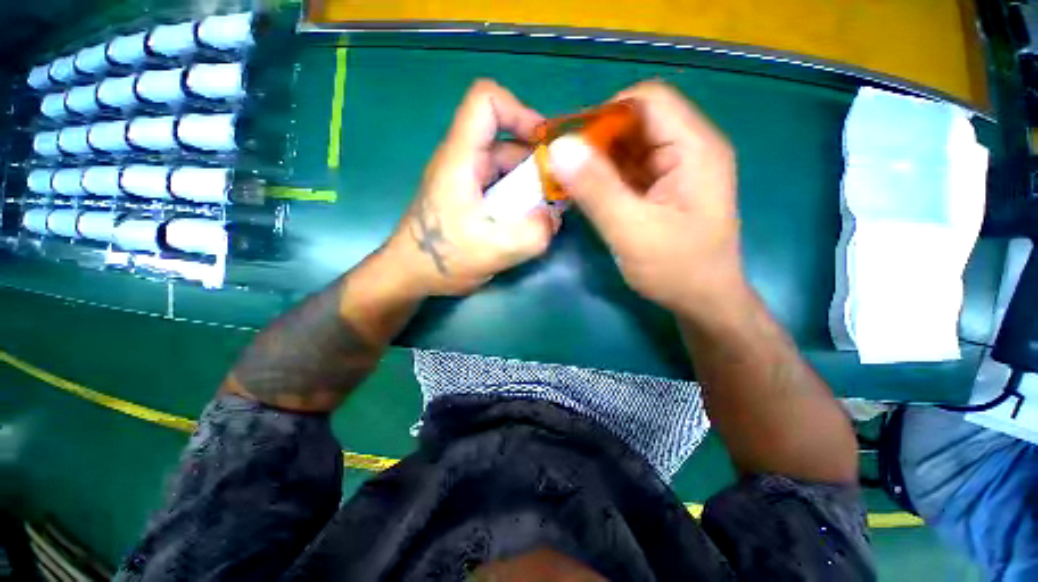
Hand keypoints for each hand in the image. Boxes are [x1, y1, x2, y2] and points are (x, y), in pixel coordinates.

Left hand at [385, 80, 560, 295]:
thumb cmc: (444, 258)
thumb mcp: (495, 249)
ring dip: (531, 187)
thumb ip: (533, 233)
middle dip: (537, 164)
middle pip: (506, 141)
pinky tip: (528, 224)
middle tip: (556, 195)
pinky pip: (502, 188)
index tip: (544, 146)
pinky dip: (520, 200)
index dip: (520, 111)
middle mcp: (463, 161)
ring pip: (507, 168)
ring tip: (545, 215)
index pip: (486, 101)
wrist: (411, 275)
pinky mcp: (470, 198)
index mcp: (461, 158)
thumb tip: (554, 217)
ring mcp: (467, 180)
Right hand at [549, 81, 744, 317]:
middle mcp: (689, 150)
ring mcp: (676, 171)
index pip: (647, 101)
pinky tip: (586, 194)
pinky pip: (628, 171)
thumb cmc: (676, 269)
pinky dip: (604, 178)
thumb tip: (559, 147)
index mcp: (694, 148)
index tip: (570, 146)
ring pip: (629, 148)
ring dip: (596, 162)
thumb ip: (596, 189)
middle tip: (563, 169)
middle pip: (636, 122)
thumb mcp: (632, 231)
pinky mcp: (663, 189)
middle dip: (596, 142)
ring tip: (568, 183)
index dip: (604, 114)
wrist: (703, 302)